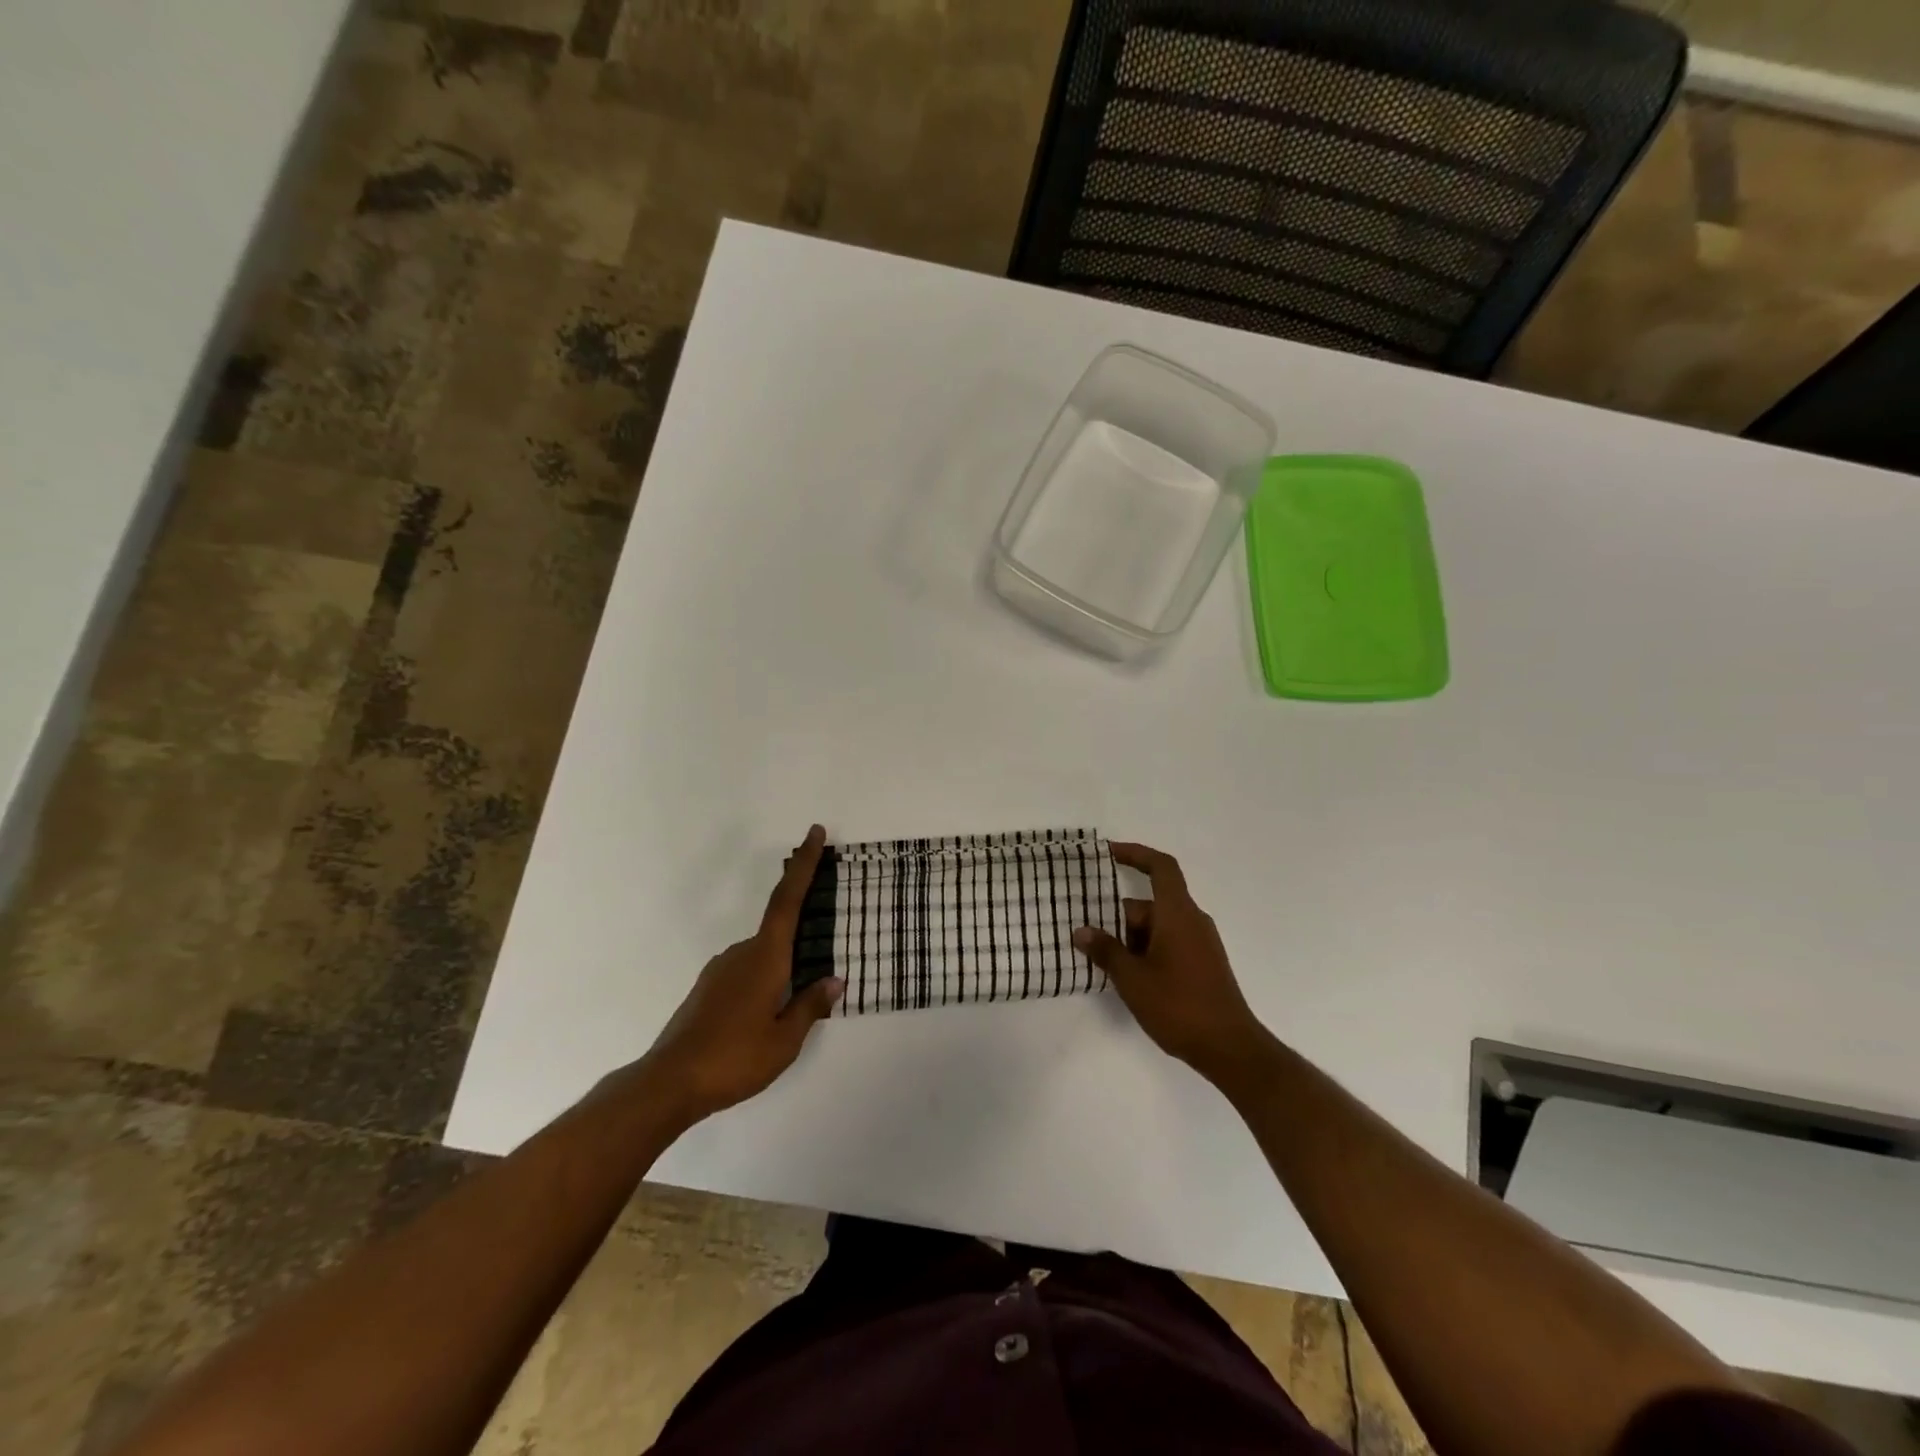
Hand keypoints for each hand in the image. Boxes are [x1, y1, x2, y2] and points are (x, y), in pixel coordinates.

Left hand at [638, 825, 843, 1122]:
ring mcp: (721, 969)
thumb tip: (834, 981)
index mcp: (765, 958)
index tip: (815, 832)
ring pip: (762, 956)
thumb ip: (810, 1006)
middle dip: (801, 934)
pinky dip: (764, 980)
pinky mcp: (708, 988)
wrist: (669, 1082)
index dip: (804, 865)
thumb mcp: (784, 1041)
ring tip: (793, 1006)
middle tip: (819, 964)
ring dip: (781, 967)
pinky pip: (747, 971)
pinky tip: (766, 1014)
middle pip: (779, 929)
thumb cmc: (735, 1058)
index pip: (789, 900)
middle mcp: (742, 953)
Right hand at [1073, 842, 1271, 1088]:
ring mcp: (1200, 943)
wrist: (1230, 1048)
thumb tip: (1081, 931)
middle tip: (1088, 937)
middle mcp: (1192, 920)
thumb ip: (1105, 950)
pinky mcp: (1203, 964)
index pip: (1161, 867)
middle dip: (1118, 917)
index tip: (1108, 853)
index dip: (1136, 854)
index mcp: (1178, 914)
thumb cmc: (1179, 1006)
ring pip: (1157, 926)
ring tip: (1102, 962)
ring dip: (1130, 938)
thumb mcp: (1132, 978)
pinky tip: (1128, 977)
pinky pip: (1168, 942)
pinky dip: (1146, 950)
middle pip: (1150, 903)